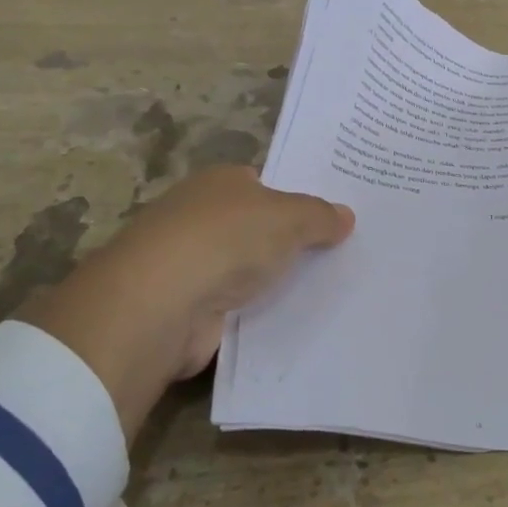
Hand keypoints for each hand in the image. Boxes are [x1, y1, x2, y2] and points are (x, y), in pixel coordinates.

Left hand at [16, 166, 353, 439]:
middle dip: (290, 243)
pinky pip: (238, 309)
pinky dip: (259, 316)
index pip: (265, 185)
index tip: (333, 220)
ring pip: (248, 271)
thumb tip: (345, 215)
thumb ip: (320, 215)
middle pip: (257, 228)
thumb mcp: (289, 217)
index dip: (297, 200)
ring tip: (331, 292)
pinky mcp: (189, 310)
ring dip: (275, 282)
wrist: (161, 304)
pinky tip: (296, 323)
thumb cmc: (226, 240)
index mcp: (220, 183)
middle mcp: (201, 218)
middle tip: (341, 256)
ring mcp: (190, 265)